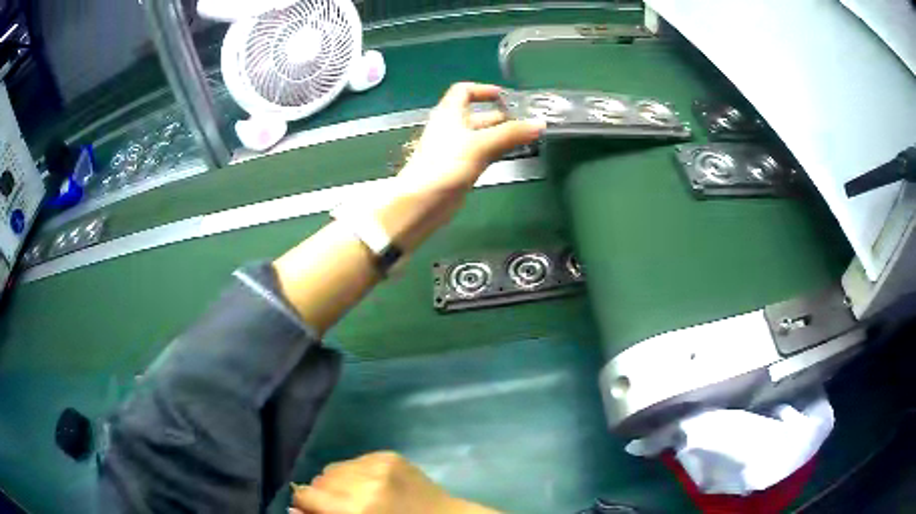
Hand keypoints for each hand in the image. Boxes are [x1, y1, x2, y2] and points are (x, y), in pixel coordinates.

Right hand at [290, 452, 499, 513]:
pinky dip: (356, 473)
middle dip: (323, 494)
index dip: (305, 503)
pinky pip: (355, 460)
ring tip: (356, 495)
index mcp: (357, 508)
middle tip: (340, 507)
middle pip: (320, 479)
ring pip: (335, 468)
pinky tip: (371, 485)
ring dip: (339, 482)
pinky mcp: (389, 454)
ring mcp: (378, 463)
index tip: (311, 510)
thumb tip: (293, 509)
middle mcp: (364, 480)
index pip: (307, 494)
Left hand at [396, 82, 545, 195]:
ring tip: (527, 137)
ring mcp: (455, 149)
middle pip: (478, 115)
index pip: (464, 91)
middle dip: (501, 116)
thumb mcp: (480, 144)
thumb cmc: (446, 165)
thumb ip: (511, 133)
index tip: (505, 96)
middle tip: (526, 120)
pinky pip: (482, 153)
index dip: (483, 90)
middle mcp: (451, 128)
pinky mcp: (460, 168)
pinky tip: (513, 153)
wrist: (424, 202)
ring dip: (502, 135)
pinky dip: (497, 150)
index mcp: (449, 114)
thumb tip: (539, 124)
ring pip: (482, 135)